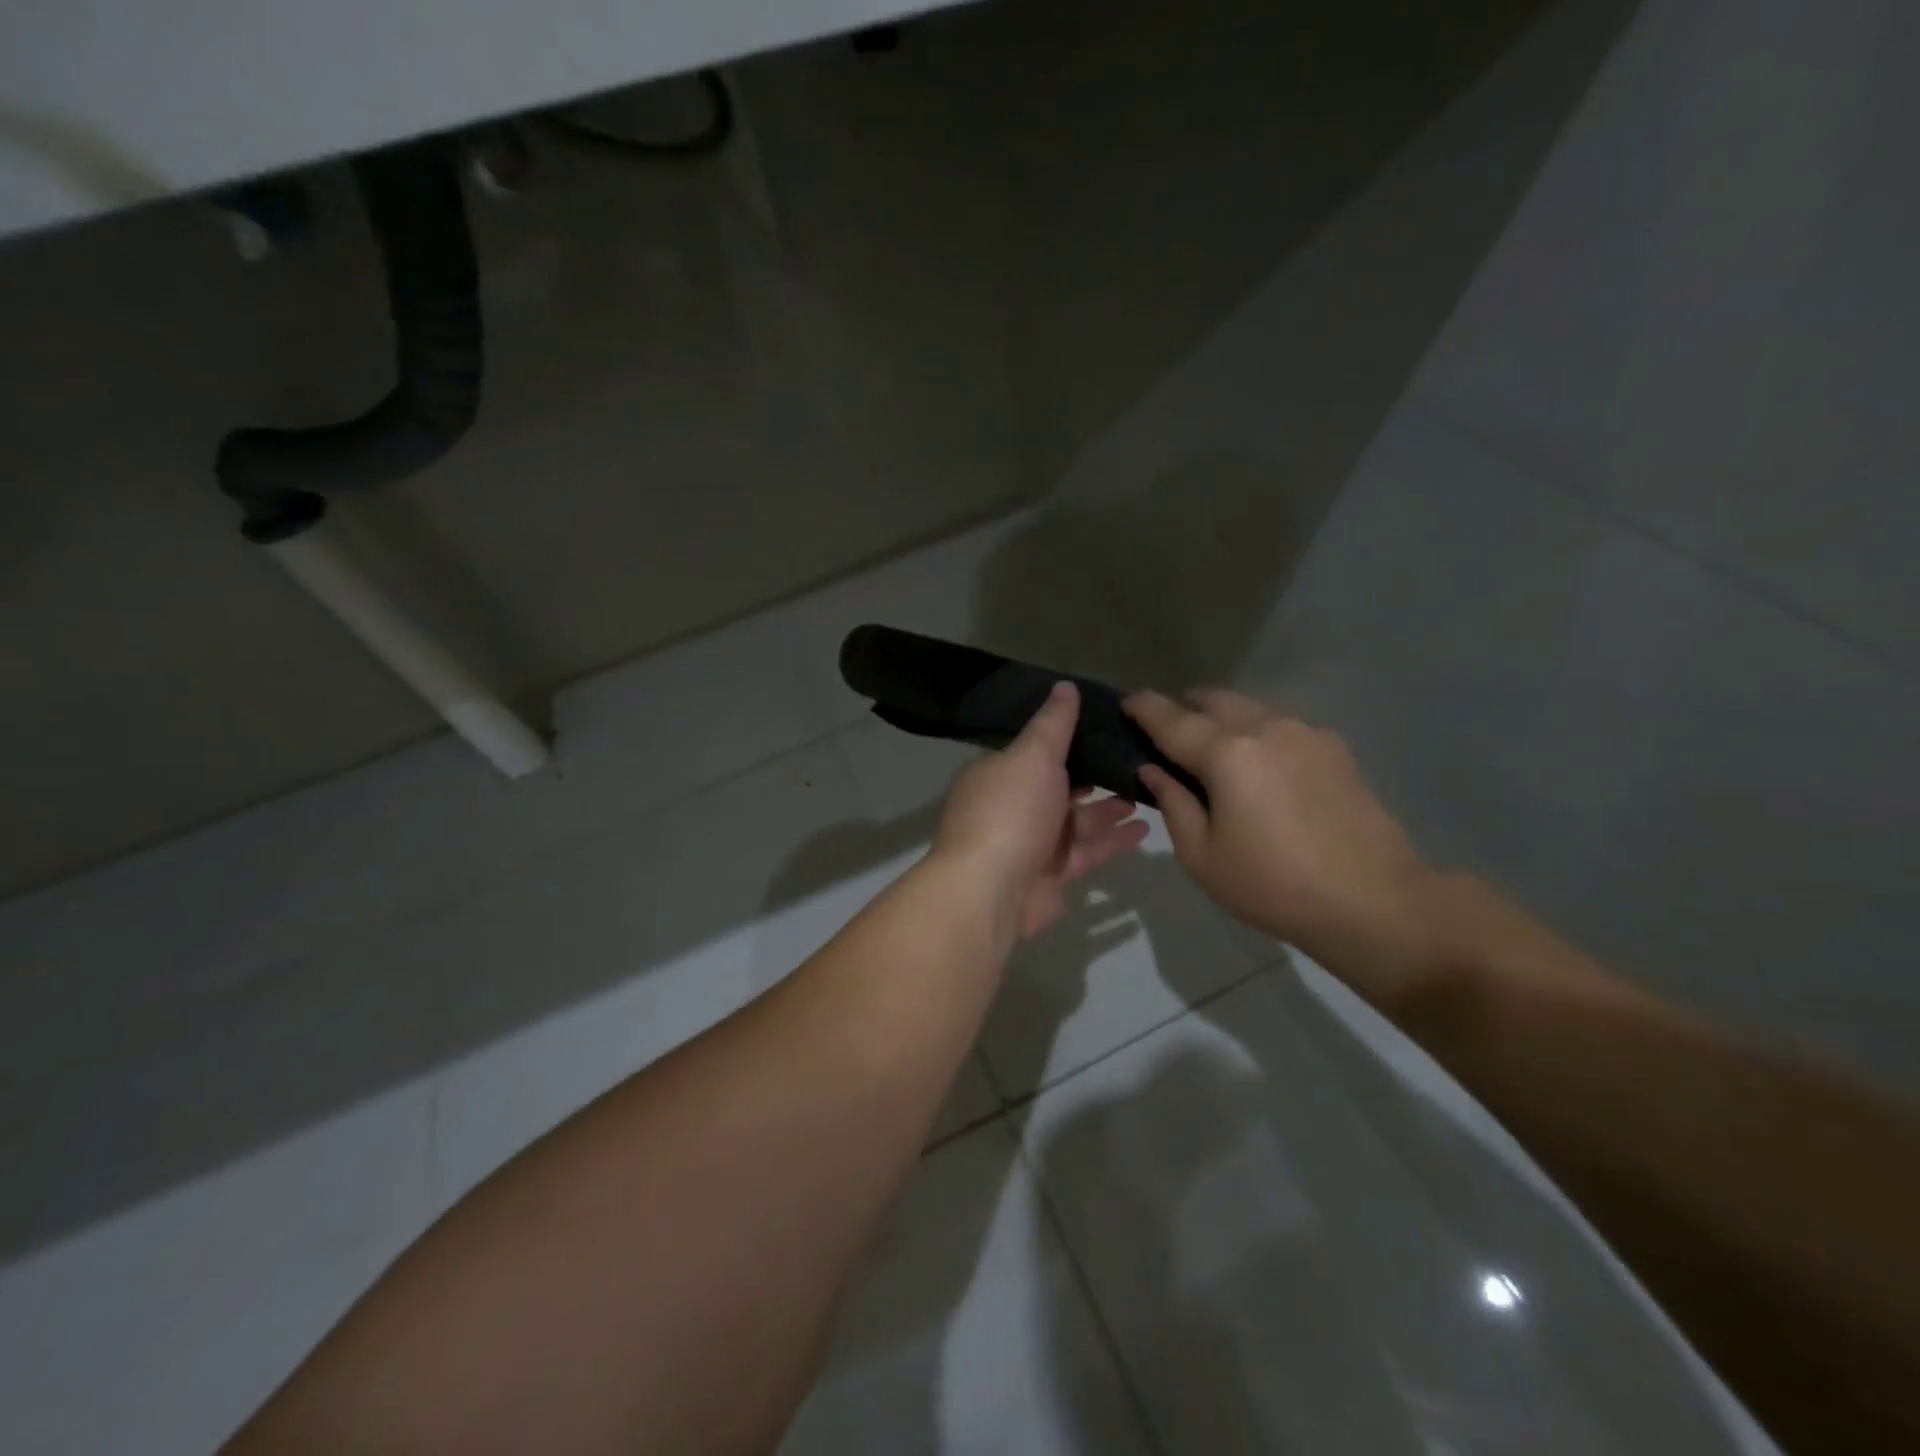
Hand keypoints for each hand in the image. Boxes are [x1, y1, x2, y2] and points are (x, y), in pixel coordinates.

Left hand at [932, 682, 1150, 942]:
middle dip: (1094, 773)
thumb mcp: (1033, 755)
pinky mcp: (1052, 875)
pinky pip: (1087, 852)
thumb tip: (1064, 686)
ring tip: (1147, 789)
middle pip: (1059, 784)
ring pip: (1077, 820)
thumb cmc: (1010, 812)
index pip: (1034, 749)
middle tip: (1136, 758)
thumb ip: (1053, 723)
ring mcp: (1031, 843)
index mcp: (999, 773)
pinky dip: (1113, 840)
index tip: (1107, 725)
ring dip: (1109, 808)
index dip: (1069, 737)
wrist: (990, 891)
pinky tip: (1145, 829)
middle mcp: (1012, 806)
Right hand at [1126, 688, 1446, 1008]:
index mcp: (1226, 753)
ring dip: (1223, 718)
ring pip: (1250, 707)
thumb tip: (1153, 770)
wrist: (1372, 901)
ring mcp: (1305, 733)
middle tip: (1169, 732)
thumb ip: (1173, 803)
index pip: (1172, 719)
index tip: (1126, 702)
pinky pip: (1281, 724)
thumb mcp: (1202, 856)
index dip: (1144, 708)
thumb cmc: (1272, 885)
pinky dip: (1257, 732)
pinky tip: (1259, 766)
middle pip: (1214, 700)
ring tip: (1213, 749)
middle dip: (1185, 707)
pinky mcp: (1334, 747)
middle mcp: (1265, 727)